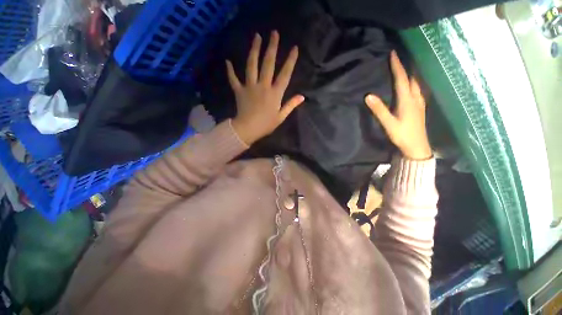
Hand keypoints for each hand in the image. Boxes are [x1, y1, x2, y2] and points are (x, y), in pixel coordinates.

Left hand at [227, 31, 304, 144]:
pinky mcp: (239, 91)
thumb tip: (302, 97)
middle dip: (272, 47)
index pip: (285, 74)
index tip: (295, 48)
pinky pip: (233, 79)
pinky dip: (230, 71)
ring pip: (251, 65)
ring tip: (257, 37)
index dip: (290, 61)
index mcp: (275, 93)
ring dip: (254, 50)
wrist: (248, 129)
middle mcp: (263, 86)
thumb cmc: (266, 125)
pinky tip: (228, 62)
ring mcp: (250, 86)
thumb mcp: (281, 117)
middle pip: (268, 64)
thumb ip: (291, 105)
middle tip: (274, 33)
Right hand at [365, 51, 431, 159]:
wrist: (417, 147)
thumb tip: (368, 96)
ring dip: (410, 74)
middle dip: (404, 67)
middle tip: (397, 59)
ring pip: (416, 84)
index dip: (397, 66)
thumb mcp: (388, 123)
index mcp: (407, 100)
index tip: (394, 54)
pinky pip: (417, 90)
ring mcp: (419, 103)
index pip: (401, 79)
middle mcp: (415, 98)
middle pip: (410, 79)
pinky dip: (413, 83)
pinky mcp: (419, 108)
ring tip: (404, 69)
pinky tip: (411, 85)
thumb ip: (379, 110)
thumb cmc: (402, 135)